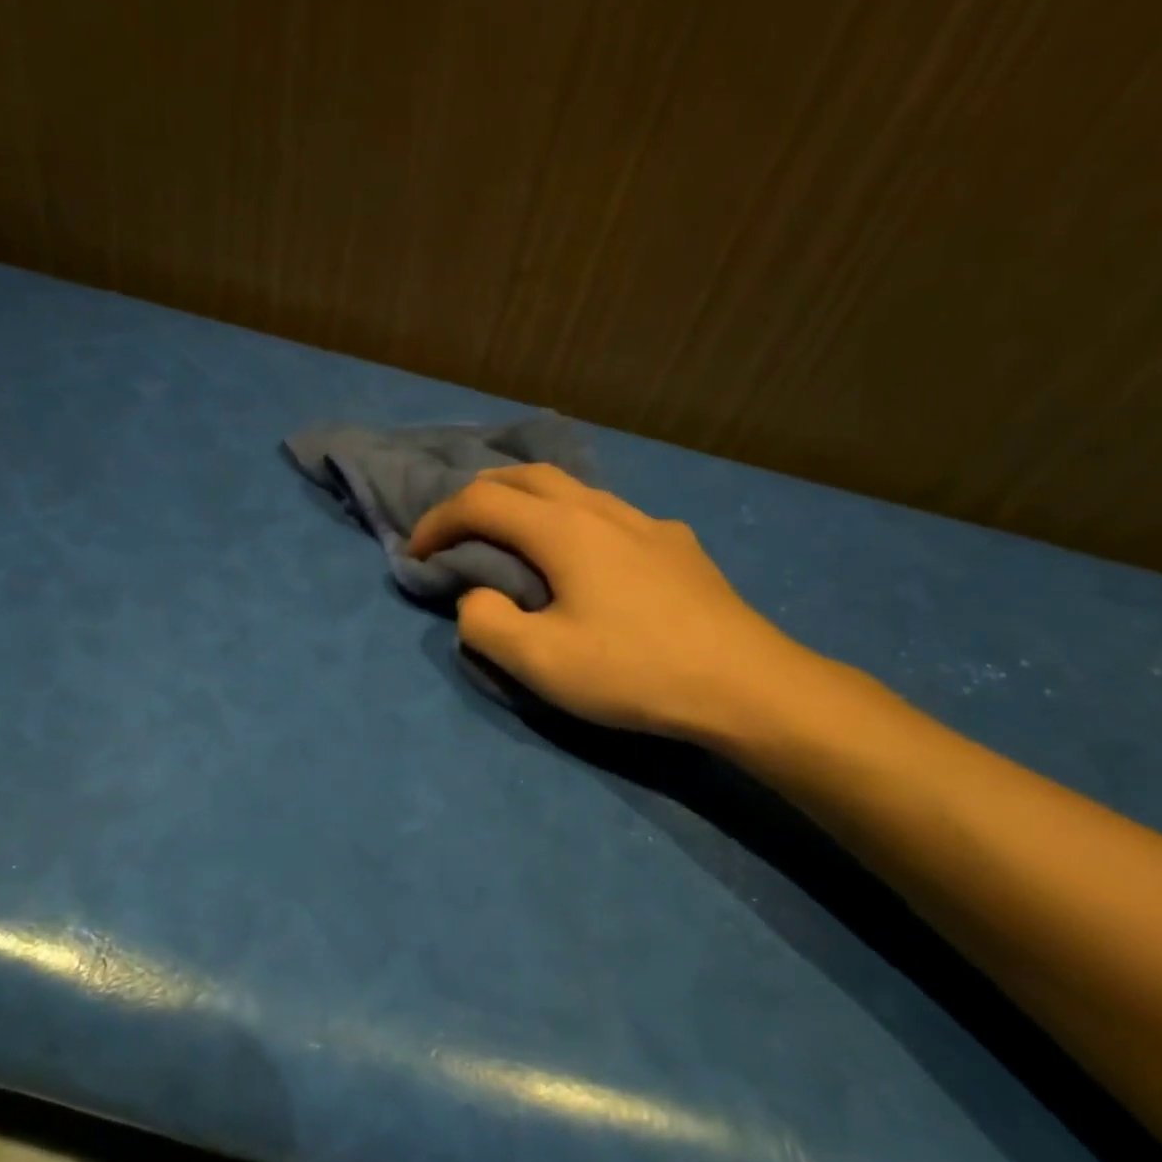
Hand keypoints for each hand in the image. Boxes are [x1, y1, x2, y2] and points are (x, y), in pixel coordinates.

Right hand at [408, 465, 817, 742]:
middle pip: (526, 477)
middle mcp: (602, 510)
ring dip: (527, 502)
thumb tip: (477, 597)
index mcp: (563, 530)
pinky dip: (572, 520)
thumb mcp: (540, 661)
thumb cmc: (635, 671)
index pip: (480, 502)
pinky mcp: (676, 545)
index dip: (437, 521)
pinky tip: (587, 557)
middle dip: (478, 496)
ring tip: (513, 535)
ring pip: (572, 489)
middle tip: (455, 529)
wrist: (746, 685)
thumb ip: (486, 623)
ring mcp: (646, 523)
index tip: (416, 552)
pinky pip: (608, 514)